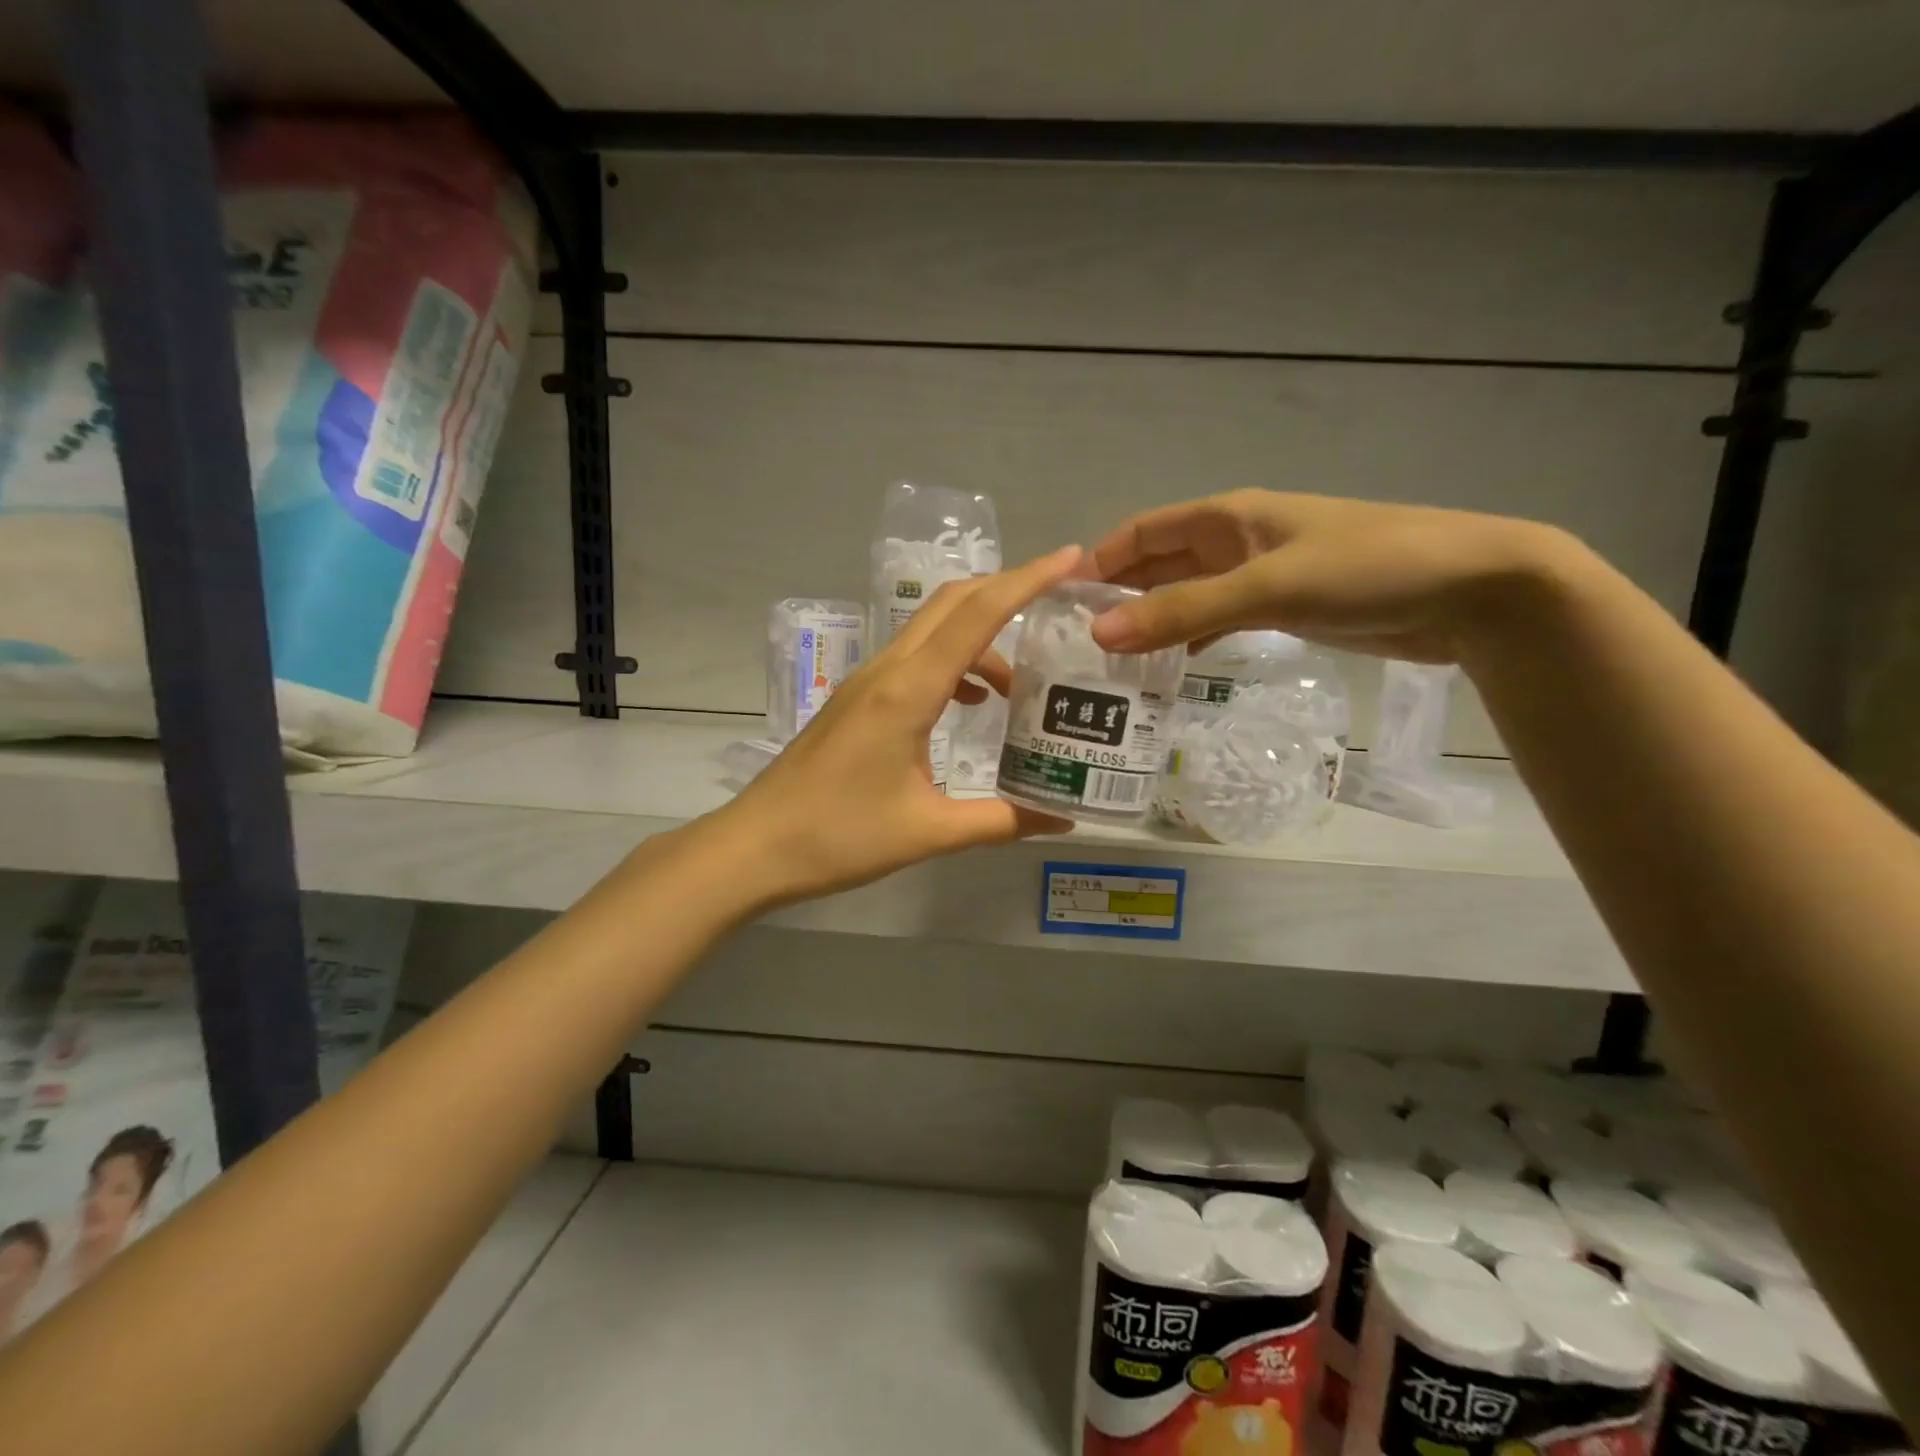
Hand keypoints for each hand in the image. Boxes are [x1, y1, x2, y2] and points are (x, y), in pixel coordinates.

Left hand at [718, 546, 1083, 906]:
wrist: (756, 846)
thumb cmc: (839, 837)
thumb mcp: (930, 833)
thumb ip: (1000, 821)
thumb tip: (1062, 821)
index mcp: (908, 691)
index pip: (976, 615)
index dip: (1027, 581)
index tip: (1072, 560)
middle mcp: (887, 671)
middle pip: (952, 604)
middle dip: (1007, 591)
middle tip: (1058, 604)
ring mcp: (866, 682)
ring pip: (932, 632)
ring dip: (980, 639)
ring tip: (1020, 686)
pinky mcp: (857, 700)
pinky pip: (915, 660)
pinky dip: (953, 665)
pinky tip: (970, 704)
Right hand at [1086, 489, 1574, 662]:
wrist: (1472, 590)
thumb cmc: (1367, 569)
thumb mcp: (1268, 587)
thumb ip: (1184, 611)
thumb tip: (1100, 636)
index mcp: (1226, 517)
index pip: (1141, 532)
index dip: (1098, 562)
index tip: (1059, 604)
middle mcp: (1234, 542)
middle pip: (1158, 565)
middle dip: (1118, 596)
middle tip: (1075, 644)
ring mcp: (1257, 577)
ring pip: (1185, 596)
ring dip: (1150, 622)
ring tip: (1109, 665)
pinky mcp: (1281, 609)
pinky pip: (1216, 621)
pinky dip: (1189, 640)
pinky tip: (1170, 670)